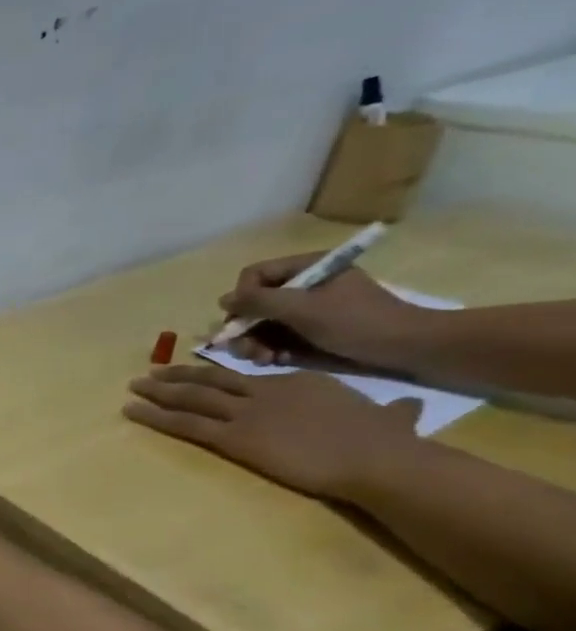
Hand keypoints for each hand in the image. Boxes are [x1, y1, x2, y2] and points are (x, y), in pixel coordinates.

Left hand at [125, 364, 422, 498]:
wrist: (377, 457)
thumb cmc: (387, 442)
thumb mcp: (391, 417)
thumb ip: (393, 412)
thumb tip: (406, 410)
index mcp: (300, 382)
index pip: (249, 376)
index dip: (218, 376)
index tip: (198, 375)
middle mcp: (266, 390)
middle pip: (211, 380)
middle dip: (177, 376)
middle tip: (150, 373)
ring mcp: (246, 412)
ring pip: (190, 397)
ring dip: (157, 391)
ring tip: (133, 387)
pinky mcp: (233, 436)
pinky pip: (184, 423)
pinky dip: (154, 416)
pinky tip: (132, 411)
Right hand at [219, 251, 435, 367]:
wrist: (406, 348)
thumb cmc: (357, 321)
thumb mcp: (304, 308)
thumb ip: (260, 301)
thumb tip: (223, 300)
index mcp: (306, 269)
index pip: (253, 276)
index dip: (242, 298)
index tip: (244, 320)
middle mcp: (300, 287)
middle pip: (251, 304)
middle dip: (245, 329)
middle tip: (248, 350)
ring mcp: (303, 311)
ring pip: (257, 325)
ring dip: (253, 344)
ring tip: (264, 359)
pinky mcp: (306, 333)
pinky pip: (272, 339)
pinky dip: (269, 352)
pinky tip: (278, 361)